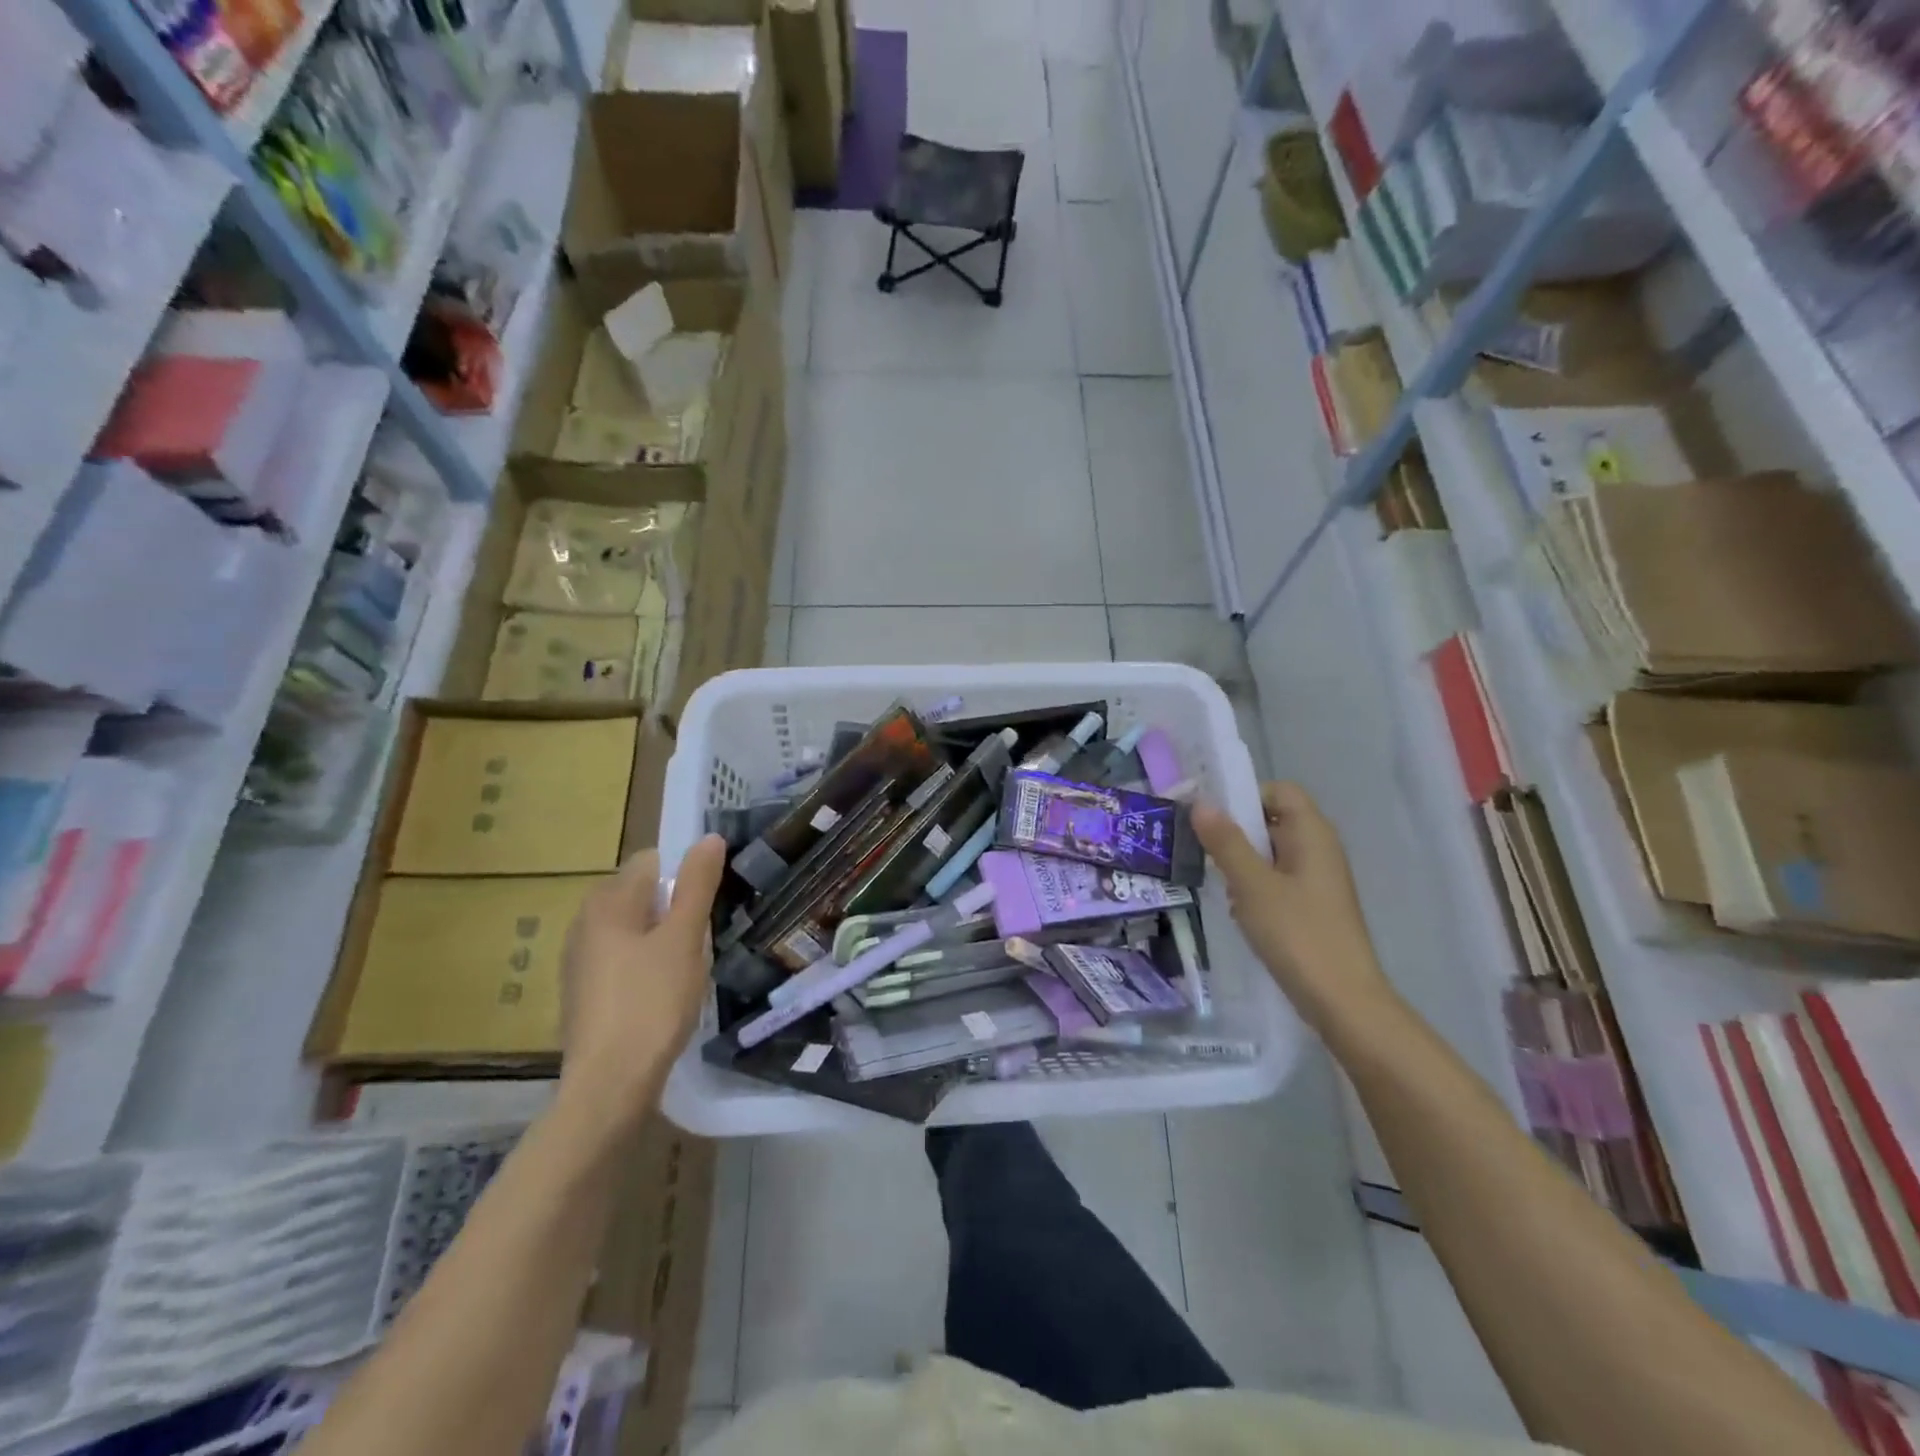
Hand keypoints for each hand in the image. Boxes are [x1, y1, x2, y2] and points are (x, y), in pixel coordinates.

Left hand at [557, 834, 727, 1131]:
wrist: (609, 1085)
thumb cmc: (651, 1002)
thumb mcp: (684, 938)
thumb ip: (697, 885)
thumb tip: (708, 838)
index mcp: (606, 903)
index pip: (650, 862)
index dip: (684, 874)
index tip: (710, 901)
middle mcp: (584, 924)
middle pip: (640, 895)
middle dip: (674, 908)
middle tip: (703, 936)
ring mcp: (580, 961)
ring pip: (633, 929)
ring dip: (662, 938)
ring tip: (689, 966)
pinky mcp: (584, 993)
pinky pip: (623, 959)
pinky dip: (646, 964)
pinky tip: (664, 993)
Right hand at [1192, 783, 1394, 1028]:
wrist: (1343, 1001)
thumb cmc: (1298, 934)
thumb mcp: (1252, 885)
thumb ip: (1226, 842)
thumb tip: (1201, 803)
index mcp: (1312, 834)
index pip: (1278, 791)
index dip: (1245, 796)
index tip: (1211, 820)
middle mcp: (1319, 849)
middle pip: (1273, 820)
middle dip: (1237, 833)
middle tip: (1205, 853)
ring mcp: (1318, 880)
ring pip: (1271, 853)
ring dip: (1242, 864)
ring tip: (1221, 887)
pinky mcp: (1313, 907)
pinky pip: (1277, 880)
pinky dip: (1255, 888)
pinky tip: (1240, 912)